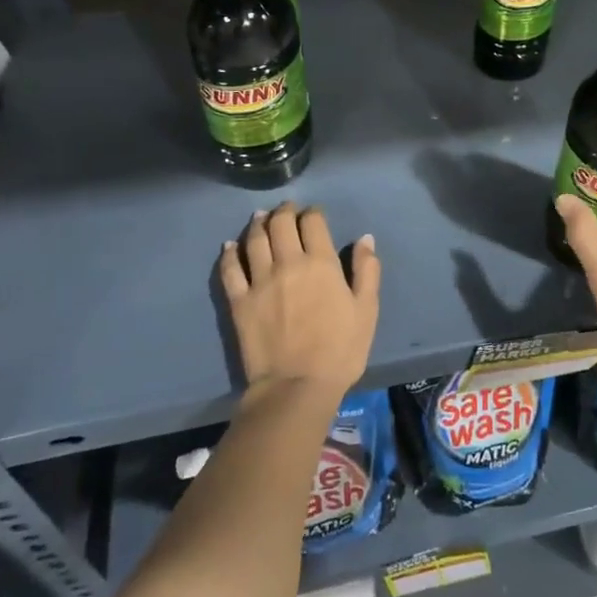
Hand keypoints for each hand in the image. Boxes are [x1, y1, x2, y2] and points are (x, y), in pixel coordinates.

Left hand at [219, 203, 379, 396]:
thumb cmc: (340, 350)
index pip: (313, 223)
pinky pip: (230, 269)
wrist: (297, 386)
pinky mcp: (239, 301)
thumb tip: (365, 238)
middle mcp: (288, 263)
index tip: (314, 213)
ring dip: (258, 224)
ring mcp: (259, 281)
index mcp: (321, 263)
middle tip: (287, 210)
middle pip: (281, 224)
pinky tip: (229, 246)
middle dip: (284, 212)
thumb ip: (366, 270)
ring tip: (260, 217)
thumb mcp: (367, 310)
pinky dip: (229, 253)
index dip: (313, 212)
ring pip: (254, 240)